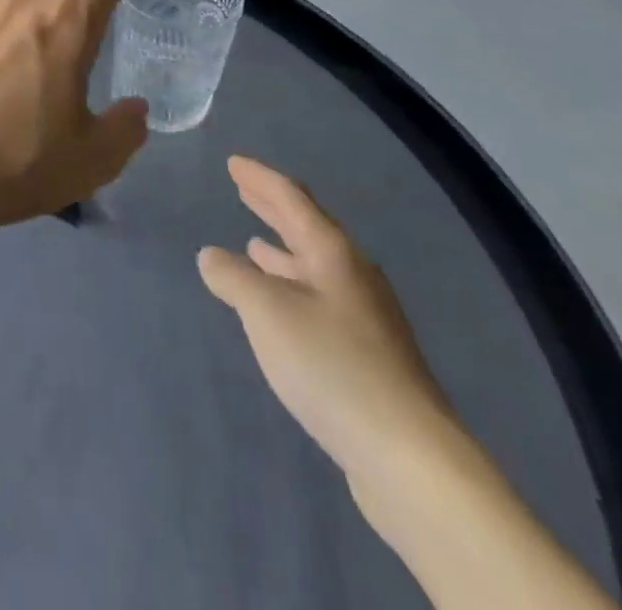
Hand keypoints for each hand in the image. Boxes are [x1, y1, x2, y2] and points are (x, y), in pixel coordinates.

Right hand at [198, 157, 455, 487]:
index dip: (260, 178)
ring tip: (254, 244)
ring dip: (282, 252)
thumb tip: (212, 256)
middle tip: (244, 188)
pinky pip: (319, 302)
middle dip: (273, 207)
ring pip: (315, 268)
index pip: (292, 199)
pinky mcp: (368, 358)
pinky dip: (292, 289)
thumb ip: (234, 278)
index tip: (234, 163)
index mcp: (333, 254)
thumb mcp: (267, 312)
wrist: (409, 457)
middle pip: (308, 229)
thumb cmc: (332, 366)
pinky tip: (280, 309)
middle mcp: (353, 277)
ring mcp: (365, 319)